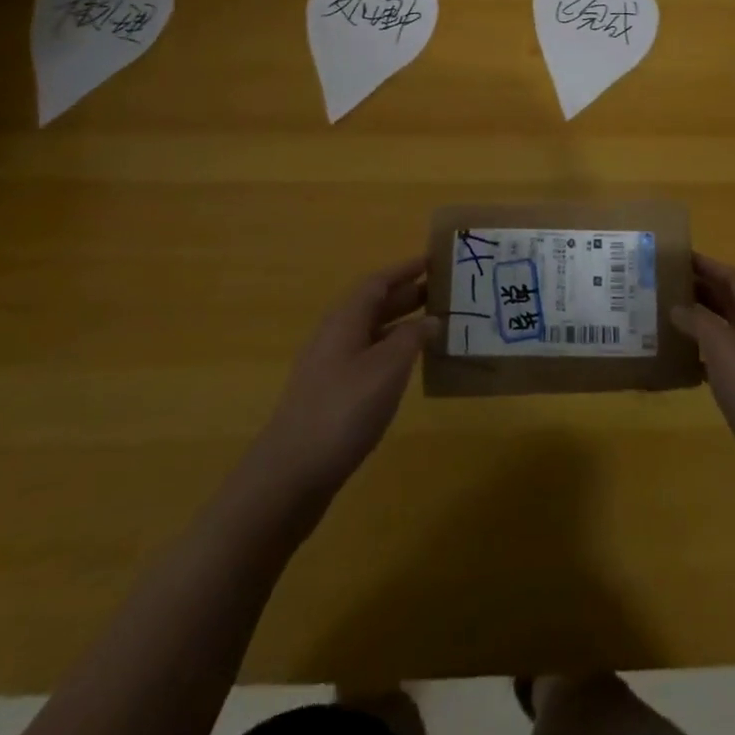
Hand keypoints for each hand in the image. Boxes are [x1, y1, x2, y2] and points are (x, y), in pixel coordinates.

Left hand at [257, 256, 438, 500]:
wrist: (291, 473)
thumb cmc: (344, 409)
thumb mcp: (388, 368)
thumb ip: (412, 338)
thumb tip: (431, 319)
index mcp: (345, 319)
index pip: (378, 282)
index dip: (406, 269)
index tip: (434, 260)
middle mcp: (335, 335)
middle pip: (374, 305)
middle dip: (407, 295)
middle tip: (443, 292)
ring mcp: (329, 366)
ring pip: (371, 332)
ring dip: (401, 324)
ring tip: (434, 326)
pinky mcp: (330, 395)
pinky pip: (367, 357)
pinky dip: (391, 352)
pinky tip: (408, 368)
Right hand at [672, 253, 734, 487]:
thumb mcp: (719, 345)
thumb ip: (696, 320)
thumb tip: (677, 307)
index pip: (733, 277)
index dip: (707, 265)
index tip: (678, 257)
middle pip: (732, 302)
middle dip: (702, 290)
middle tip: (666, 285)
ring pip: (729, 331)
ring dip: (702, 322)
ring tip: (669, 318)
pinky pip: (728, 360)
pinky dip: (706, 354)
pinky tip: (685, 361)